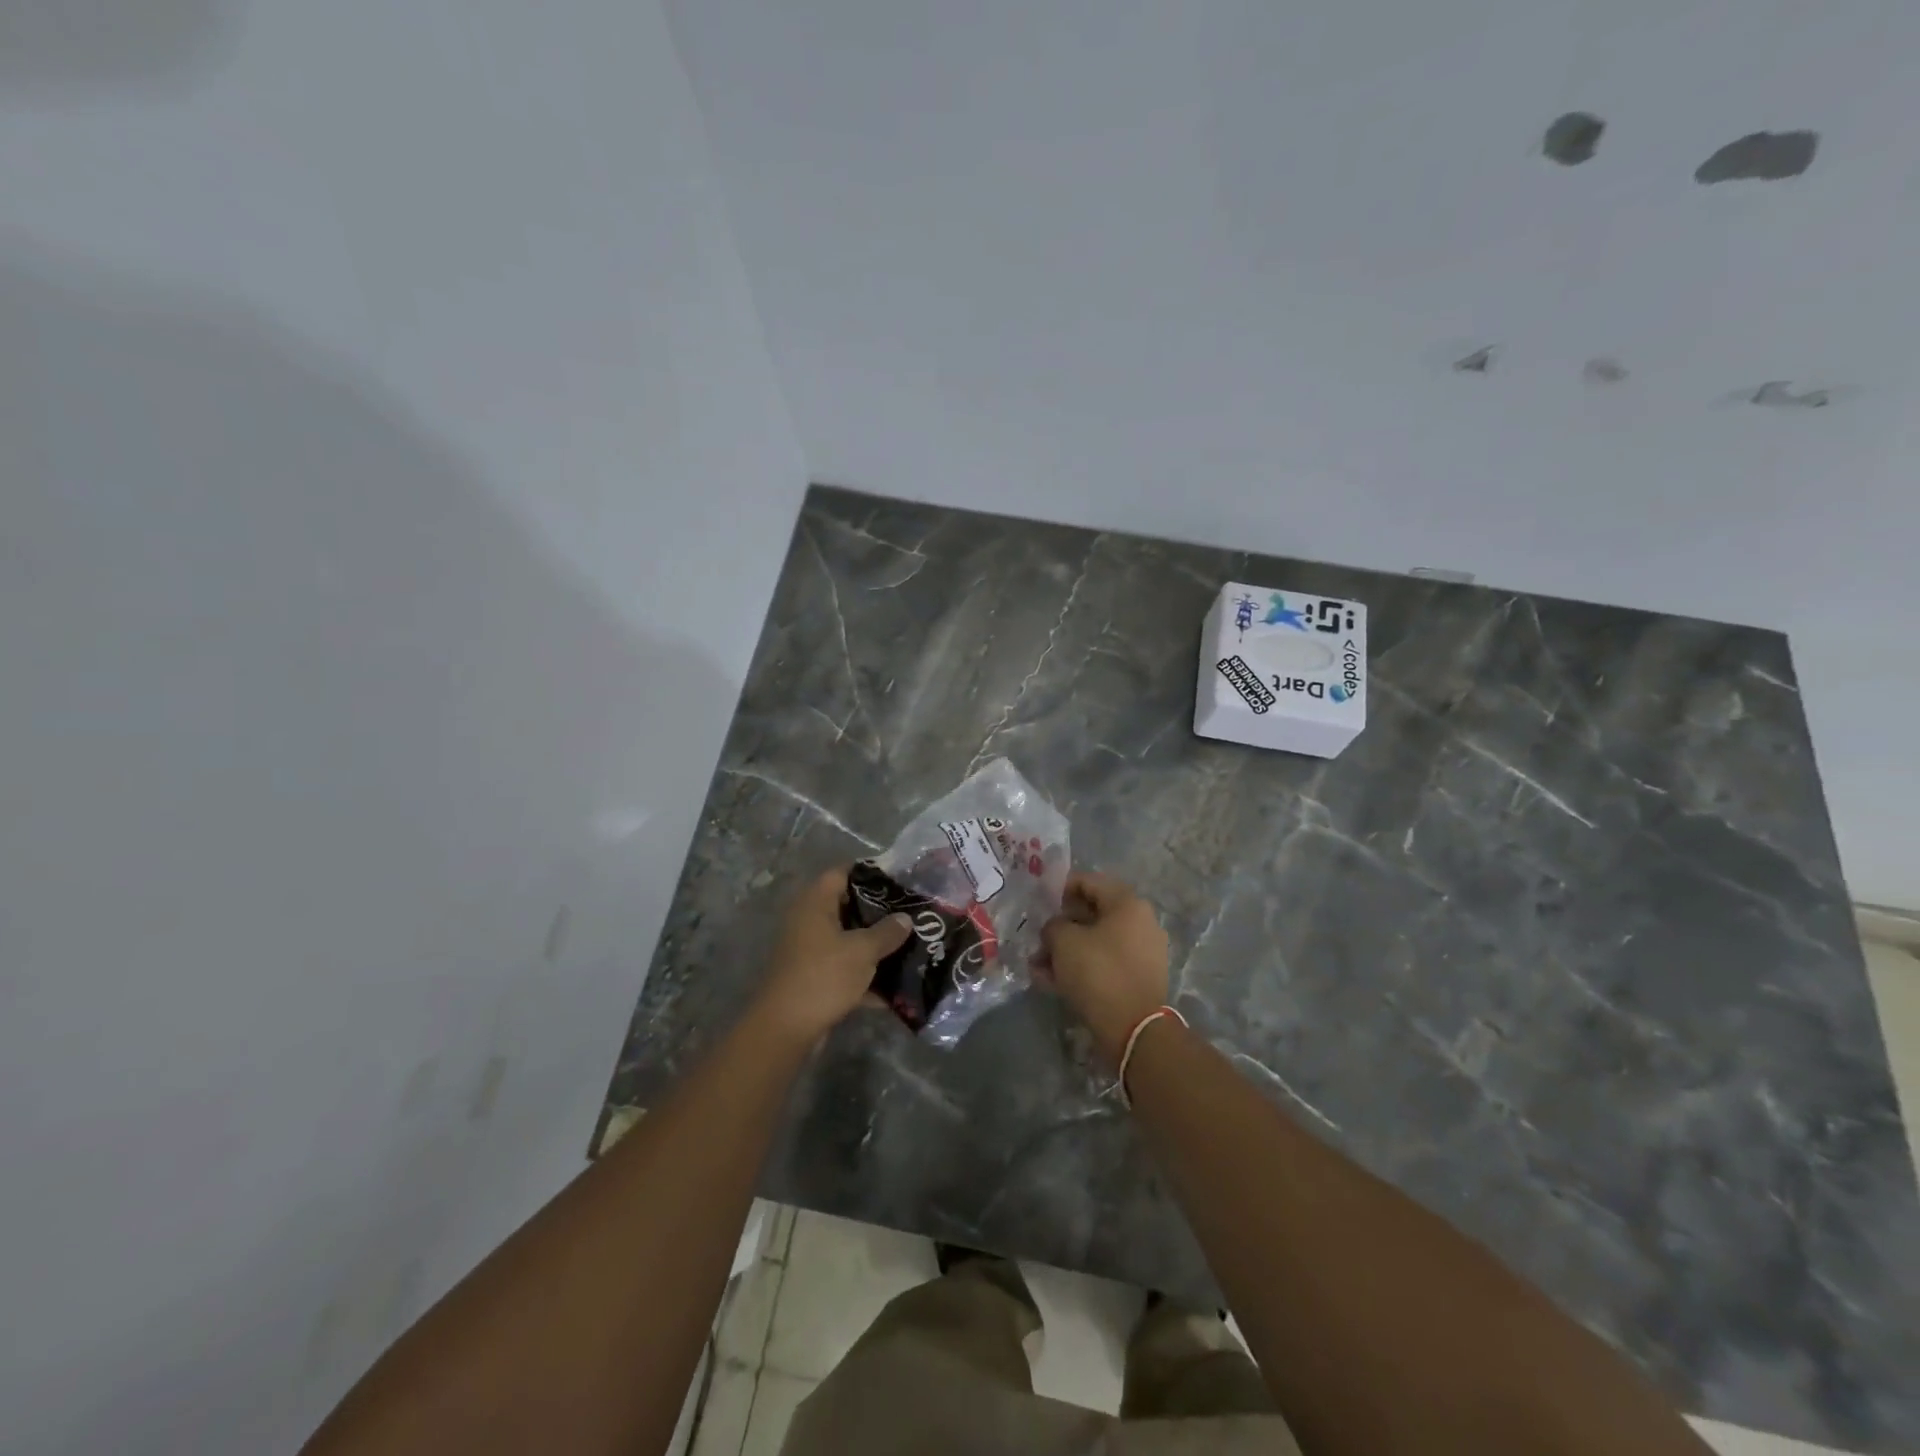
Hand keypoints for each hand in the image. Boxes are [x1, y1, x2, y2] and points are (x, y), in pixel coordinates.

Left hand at [756, 867, 910, 1045]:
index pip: (842, 873)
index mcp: (815, 904)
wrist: (786, 1029)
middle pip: (847, 907)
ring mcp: (809, 951)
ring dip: (874, 946)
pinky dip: (865, 976)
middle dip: (879, 913)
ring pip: (847, 940)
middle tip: (910, 915)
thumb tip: (905, 918)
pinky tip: (894, 987)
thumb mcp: (862, 951)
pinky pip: (844, 968)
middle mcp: (809, 922)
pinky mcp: (813, 978)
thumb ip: (887, 932)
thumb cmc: (823, 976)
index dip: (870, 874)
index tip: (899, 882)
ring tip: (909, 946)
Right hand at [1041, 871, 1169, 1063]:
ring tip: (1037, 967)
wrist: (1134, 1029)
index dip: (1058, 889)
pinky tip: (1052, 983)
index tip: (1038, 904)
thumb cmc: (1098, 972)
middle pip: (1091, 914)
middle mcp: (1140, 922)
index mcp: (1127, 903)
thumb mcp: (1064, 941)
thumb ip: (1053, 926)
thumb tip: (1055, 929)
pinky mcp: (1137, 978)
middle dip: (1060, 927)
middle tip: (1036, 939)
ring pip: (1095, 942)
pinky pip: (1103, 964)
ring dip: (1065, 951)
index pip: (1088, 882)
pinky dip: (1080, 969)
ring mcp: (1142, 952)